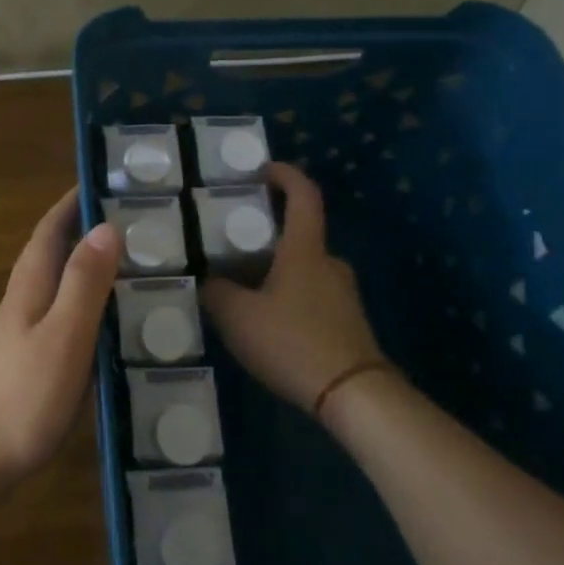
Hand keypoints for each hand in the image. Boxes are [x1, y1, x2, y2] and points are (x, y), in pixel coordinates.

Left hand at [0, 188, 121, 483]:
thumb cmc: (23, 393)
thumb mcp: (63, 334)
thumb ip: (84, 283)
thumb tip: (106, 227)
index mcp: (30, 283)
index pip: (51, 227)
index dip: (75, 201)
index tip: (111, 180)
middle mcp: (26, 298)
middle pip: (58, 250)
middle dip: (91, 228)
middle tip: (142, 221)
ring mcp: (27, 329)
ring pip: (65, 282)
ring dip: (95, 264)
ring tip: (141, 263)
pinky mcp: (35, 357)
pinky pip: (70, 313)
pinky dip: (94, 302)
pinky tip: (119, 319)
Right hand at [202, 162, 395, 411]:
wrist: (353, 395)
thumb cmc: (293, 342)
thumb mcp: (237, 317)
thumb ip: (217, 293)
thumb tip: (210, 281)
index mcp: (305, 250)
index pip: (304, 195)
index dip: (285, 175)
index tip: (263, 170)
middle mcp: (329, 263)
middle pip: (298, 235)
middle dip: (266, 236)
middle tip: (232, 246)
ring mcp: (343, 293)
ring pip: (303, 268)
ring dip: (275, 271)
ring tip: (242, 290)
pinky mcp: (348, 322)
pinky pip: (311, 295)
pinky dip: (288, 296)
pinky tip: (266, 323)